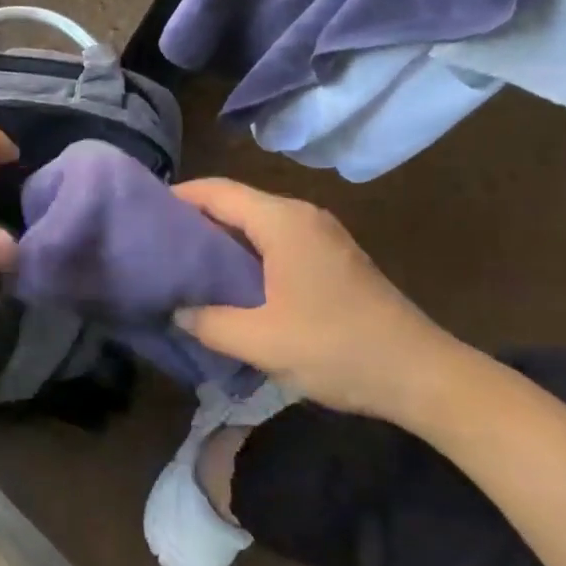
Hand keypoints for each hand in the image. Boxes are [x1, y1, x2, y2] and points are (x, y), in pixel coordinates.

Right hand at [172, 179, 464, 419]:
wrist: (422, 374)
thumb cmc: (337, 348)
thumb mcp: (261, 342)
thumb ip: (208, 322)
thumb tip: (175, 310)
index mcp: (282, 221)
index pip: (216, 191)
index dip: (177, 197)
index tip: (143, 214)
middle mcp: (301, 215)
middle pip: (235, 201)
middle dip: (194, 217)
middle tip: (157, 242)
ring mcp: (321, 233)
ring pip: (256, 220)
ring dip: (220, 236)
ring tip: (185, 262)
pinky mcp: (332, 255)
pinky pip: (275, 237)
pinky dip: (245, 249)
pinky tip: (229, 279)